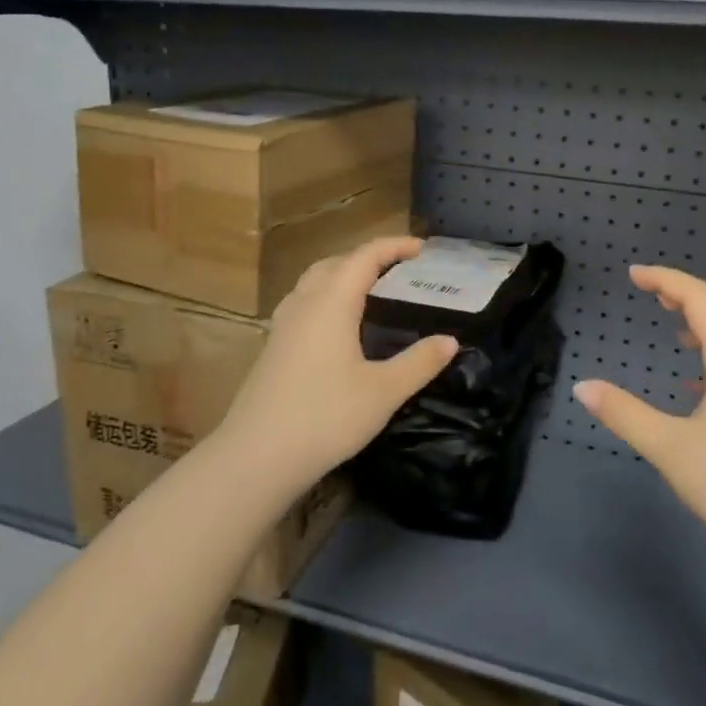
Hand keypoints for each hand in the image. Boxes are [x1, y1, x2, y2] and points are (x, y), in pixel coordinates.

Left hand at [215, 237, 458, 488]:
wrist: (256, 458)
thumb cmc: (325, 417)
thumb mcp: (384, 392)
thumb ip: (419, 363)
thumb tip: (450, 340)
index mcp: (332, 303)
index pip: (364, 257)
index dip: (394, 246)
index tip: (422, 249)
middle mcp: (304, 305)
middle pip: (335, 263)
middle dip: (368, 258)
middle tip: (399, 271)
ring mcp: (282, 327)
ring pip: (313, 282)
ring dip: (342, 276)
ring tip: (369, 292)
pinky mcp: (273, 349)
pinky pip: (302, 305)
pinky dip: (325, 299)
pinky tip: (336, 328)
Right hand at [573, 265, 705, 554]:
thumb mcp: (669, 447)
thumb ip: (623, 413)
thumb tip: (582, 386)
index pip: (699, 299)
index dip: (665, 279)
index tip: (633, 274)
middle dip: (684, 293)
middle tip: (649, 292)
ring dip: (703, 320)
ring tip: (672, 323)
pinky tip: (695, 382)